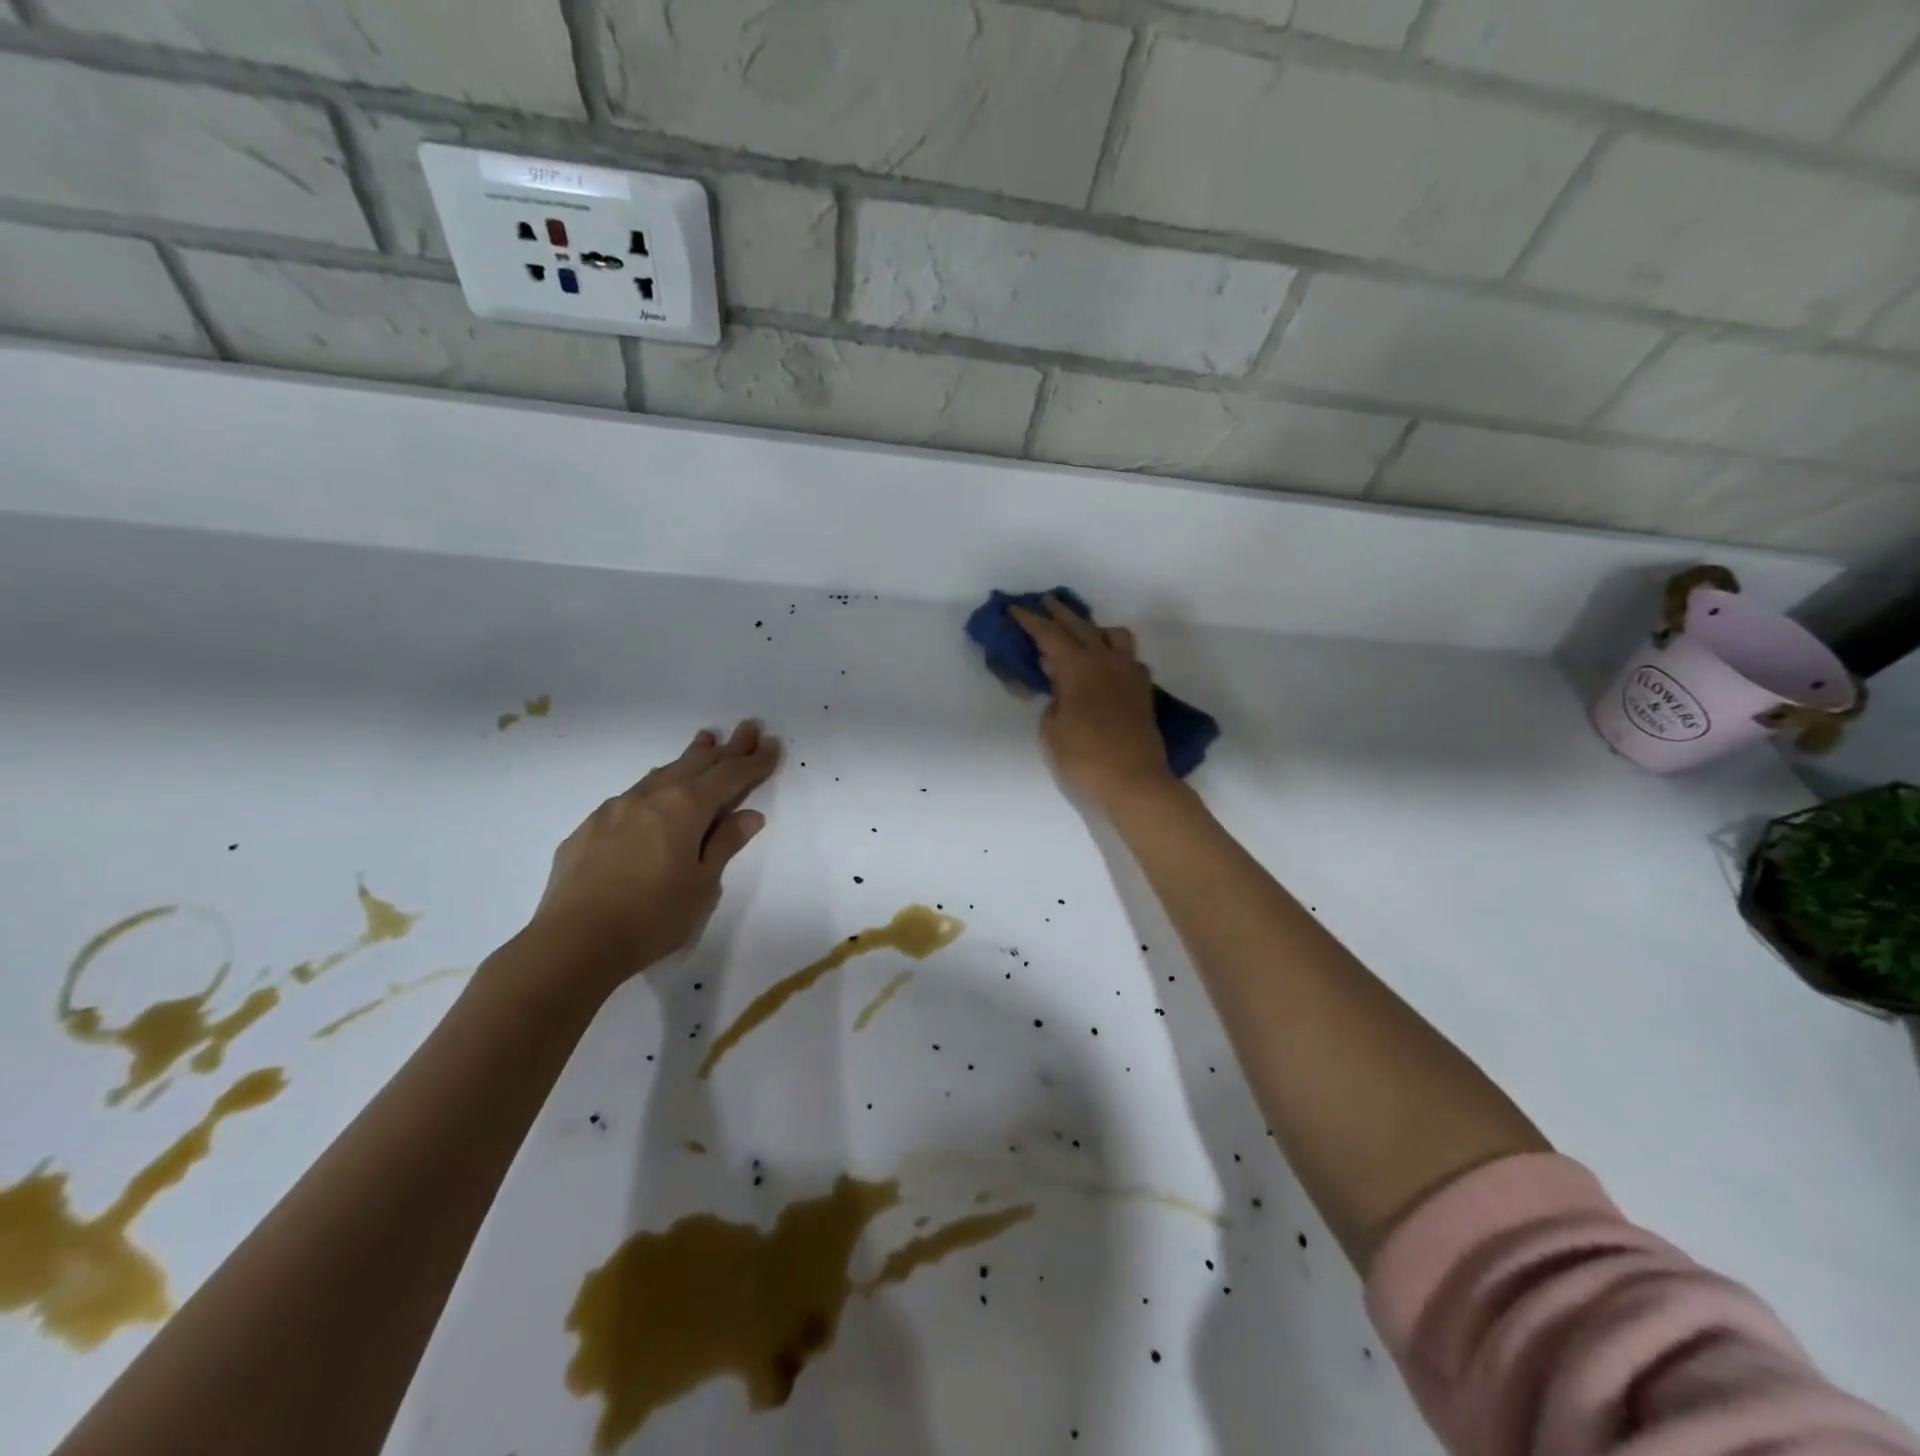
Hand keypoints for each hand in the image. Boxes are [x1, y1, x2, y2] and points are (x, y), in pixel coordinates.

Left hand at [526, 720, 779, 983]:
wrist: (572, 943)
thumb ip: (724, 845)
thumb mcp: (702, 885)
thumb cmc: (652, 917)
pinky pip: (634, 795)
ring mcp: (615, 809)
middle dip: (726, 748)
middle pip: (697, 764)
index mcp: (685, 808)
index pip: (730, 776)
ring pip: (662, 774)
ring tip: (705, 741)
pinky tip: (656, 793)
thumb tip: (748, 816)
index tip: (772, 744)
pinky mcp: (589, 828)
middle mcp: (650, 797)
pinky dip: (657, 785)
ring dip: (689, 758)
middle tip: (747, 728)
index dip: (754, 761)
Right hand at [1009, 597, 1173, 811]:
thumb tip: (1060, 685)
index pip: (1050, 634)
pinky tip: (1106, 667)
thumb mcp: (1051, 730)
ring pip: (1113, 635)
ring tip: (1082, 635)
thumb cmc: (1084, 758)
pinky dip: (1114, 654)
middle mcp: (1106, 661)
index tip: (1015, 610)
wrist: (1135, 782)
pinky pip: (1129, 658)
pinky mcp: (1143, 690)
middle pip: (1081, 626)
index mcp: (1078, 667)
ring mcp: (1129, 673)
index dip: (1030, 621)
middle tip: (1045, 603)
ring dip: (1094, 629)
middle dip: (1060, 613)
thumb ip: (1052, 700)